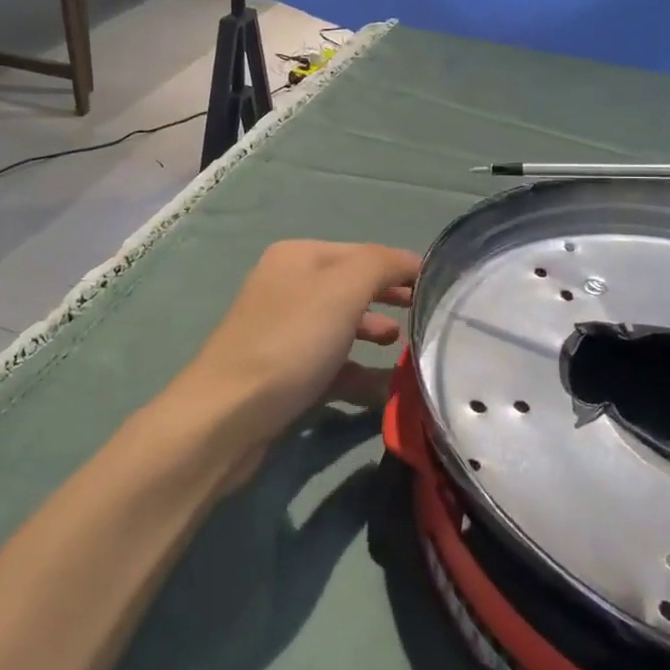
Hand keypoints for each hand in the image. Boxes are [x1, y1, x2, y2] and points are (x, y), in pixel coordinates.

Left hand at [177, 240, 420, 465]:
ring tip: (404, 347)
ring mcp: (283, 332)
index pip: (363, 253)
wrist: (227, 416)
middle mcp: (288, 287)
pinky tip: (384, 389)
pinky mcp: (283, 373)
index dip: (401, 267)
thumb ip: (380, 265)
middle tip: (425, 316)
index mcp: (298, 257)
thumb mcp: (342, 290)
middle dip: (389, 298)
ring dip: (375, 334)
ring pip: (341, 326)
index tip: (441, 288)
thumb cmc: (290, 341)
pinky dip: (358, 372)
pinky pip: (331, 365)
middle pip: (351, 287)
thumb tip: (410, 262)